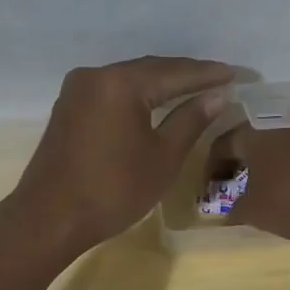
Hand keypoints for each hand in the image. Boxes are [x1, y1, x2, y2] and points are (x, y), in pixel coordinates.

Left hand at [8, 55, 235, 254]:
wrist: (49, 219)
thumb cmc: (113, 191)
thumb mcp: (162, 157)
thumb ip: (191, 120)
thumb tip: (218, 95)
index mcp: (121, 83)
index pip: (176, 72)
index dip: (210, 75)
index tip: (240, 74)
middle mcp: (96, 75)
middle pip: (151, 69)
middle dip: (187, 75)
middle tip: (222, 80)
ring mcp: (77, 90)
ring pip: (130, 79)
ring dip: (163, 84)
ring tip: (197, 90)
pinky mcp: (69, 107)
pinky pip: (113, 92)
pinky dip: (139, 95)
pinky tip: (158, 103)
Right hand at [207, 111, 289, 240]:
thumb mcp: (253, 211)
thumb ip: (235, 209)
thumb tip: (229, 211)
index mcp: (252, 132)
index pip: (221, 144)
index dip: (211, 167)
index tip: (209, 188)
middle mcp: (278, 120)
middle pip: (249, 137)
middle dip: (237, 160)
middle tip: (232, 182)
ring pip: (275, 139)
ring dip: (264, 159)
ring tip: (261, 182)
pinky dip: (286, 161)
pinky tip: (289, 181)